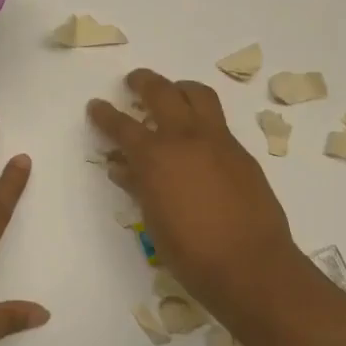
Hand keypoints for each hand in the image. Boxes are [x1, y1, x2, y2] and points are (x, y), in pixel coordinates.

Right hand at [87, 69, 304, 307]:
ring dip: (179, 88)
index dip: (104, 114)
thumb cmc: (191, 253)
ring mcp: (218, 140)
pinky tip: (198, 137)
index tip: (96, 105)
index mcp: (155, 157)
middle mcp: (185, 137)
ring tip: (172, 93)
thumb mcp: (153, 220)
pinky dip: (202, 117)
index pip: (122, 126)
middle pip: (161, 92)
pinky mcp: (241, 152)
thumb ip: (138, 186)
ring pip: (198, 95)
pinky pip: (218, 121)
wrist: (250, 264)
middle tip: (134, 81)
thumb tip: (123, 167)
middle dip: (143, 82)